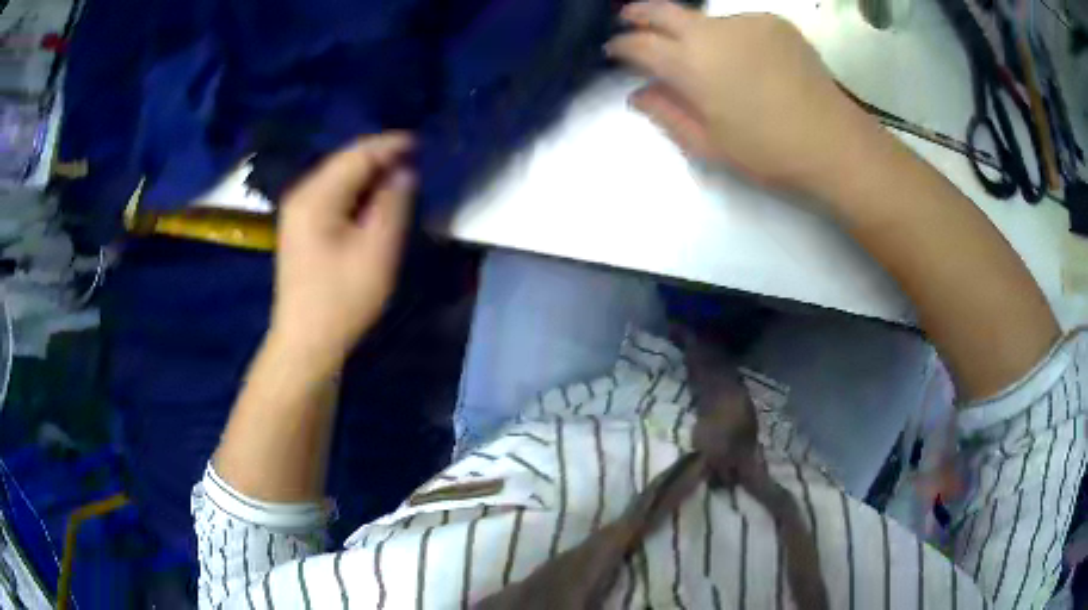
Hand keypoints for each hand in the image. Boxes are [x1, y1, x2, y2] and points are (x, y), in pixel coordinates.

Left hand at [270, 133, 414, 377]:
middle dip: (380, 157)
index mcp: (317, 196)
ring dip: (369, 174)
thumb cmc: (342, 299)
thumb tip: (403, 172)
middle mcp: (302, 194)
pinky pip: (332, 194)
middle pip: (345, 161)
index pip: (357, 154)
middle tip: (415, 159)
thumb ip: (392, 203)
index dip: (390, 145)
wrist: (306, 342)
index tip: (421, 143)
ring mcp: (298, 211)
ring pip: (339, 177)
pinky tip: (374, 199)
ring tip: (401, 175)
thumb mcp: (377, 250)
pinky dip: (356, 191)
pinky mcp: (301, 227)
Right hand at [606, 3, 885, 198]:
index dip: (621, 46)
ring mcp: (746, 21)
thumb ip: (667, 114)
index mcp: (691, 64)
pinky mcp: (774, 22)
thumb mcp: (709, 145)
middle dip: (638, 14)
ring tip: (708, 59)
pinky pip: (739, 24)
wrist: (835, 144)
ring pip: (704, 19)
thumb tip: (639, 93)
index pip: (639, 44)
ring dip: (694, 33)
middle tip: (629, 22)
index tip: (614, 50)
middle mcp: (712, 31)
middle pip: (662, 10)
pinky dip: (732, 37)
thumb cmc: (769, 153)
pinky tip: (747, 61)